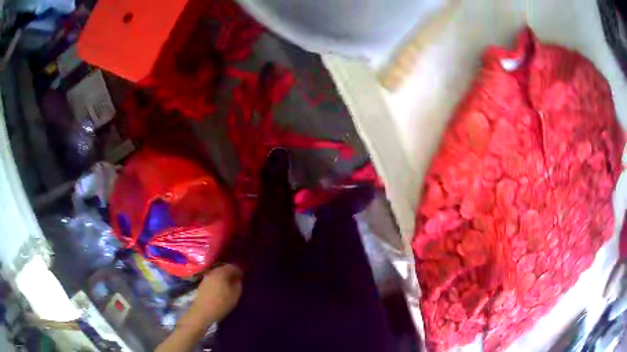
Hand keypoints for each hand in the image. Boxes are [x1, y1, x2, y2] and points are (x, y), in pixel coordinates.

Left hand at [192, 263, 243, 324]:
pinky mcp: (203, 283)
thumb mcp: (235, 295)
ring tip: (230, 284)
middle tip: (238, 279)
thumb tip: (238, 278)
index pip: (232, 266)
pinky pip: (213, 278)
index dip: (240, 270)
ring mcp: (206, 277)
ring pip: (218, 273)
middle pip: (224, 268)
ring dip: (225, 276)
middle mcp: (213, 272)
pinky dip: (219, 281)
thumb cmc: (222, 303)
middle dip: (232, 272)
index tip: (244, 275)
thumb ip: (238, 284)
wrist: (203, 311)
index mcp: (221, 273)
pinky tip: (221, 288)